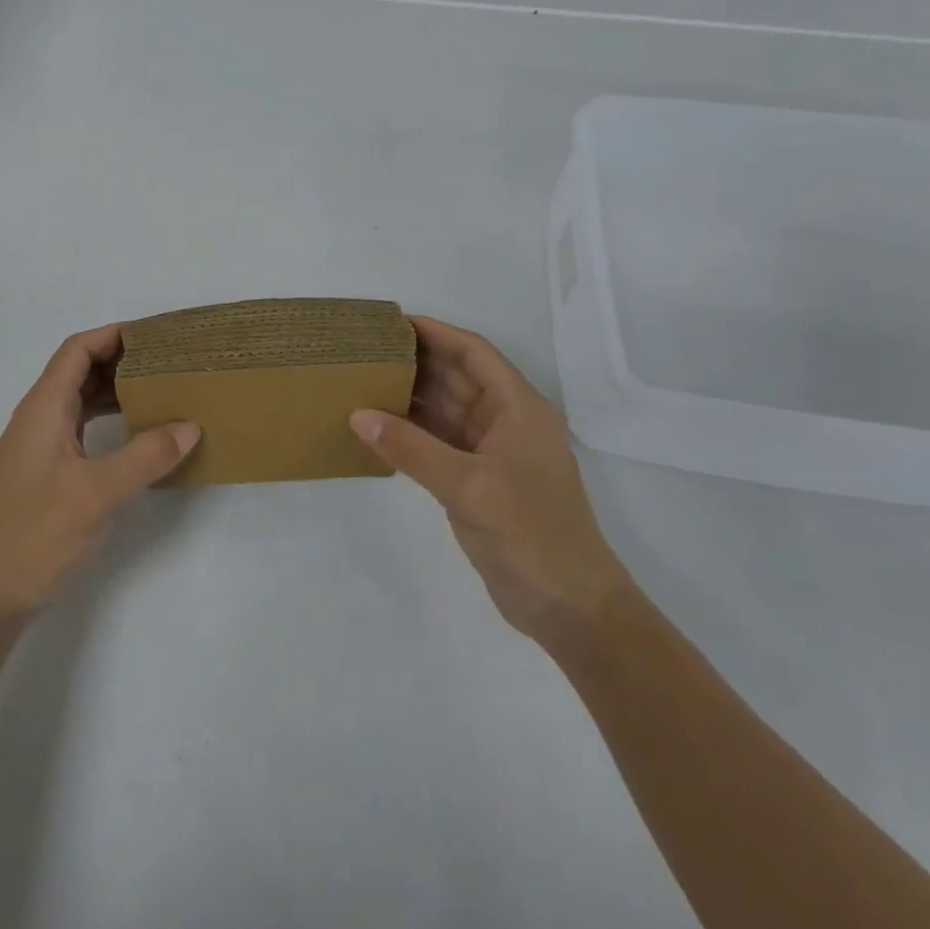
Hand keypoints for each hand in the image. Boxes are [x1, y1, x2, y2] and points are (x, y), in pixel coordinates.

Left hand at [0, 324, 199, 621]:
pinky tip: (134, 435)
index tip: (155, 335)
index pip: (78, 349)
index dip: (114, 335)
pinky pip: (79, 428)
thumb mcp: (99, 492)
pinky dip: (107, 420)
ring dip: (115, 390)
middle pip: (78, 370)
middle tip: (167, 362)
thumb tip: (189, 426)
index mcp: (44, 408)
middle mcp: (38, 418)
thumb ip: (147, 455)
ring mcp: (38, 447)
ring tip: (159, 391)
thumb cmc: (36, 533)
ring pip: (79, 400)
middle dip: (120, 359)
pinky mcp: (44, 473)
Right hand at [351, 316, 631, 655]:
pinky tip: (377, 426)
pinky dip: (410, 431)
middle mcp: (505, 420)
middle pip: (457, 376)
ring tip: (362, 379)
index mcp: (518, 407)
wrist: (571, 609)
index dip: (436, 332)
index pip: (473, 352)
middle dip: (415, 360)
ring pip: (445, 409)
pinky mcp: (477, 478)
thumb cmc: (532, 535)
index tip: (391, 321)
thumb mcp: (469, 487)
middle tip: (365, 348)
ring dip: (410, 395)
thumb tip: (358, 414)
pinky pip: (438, 441)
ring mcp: (491, 451)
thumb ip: (412, 449)